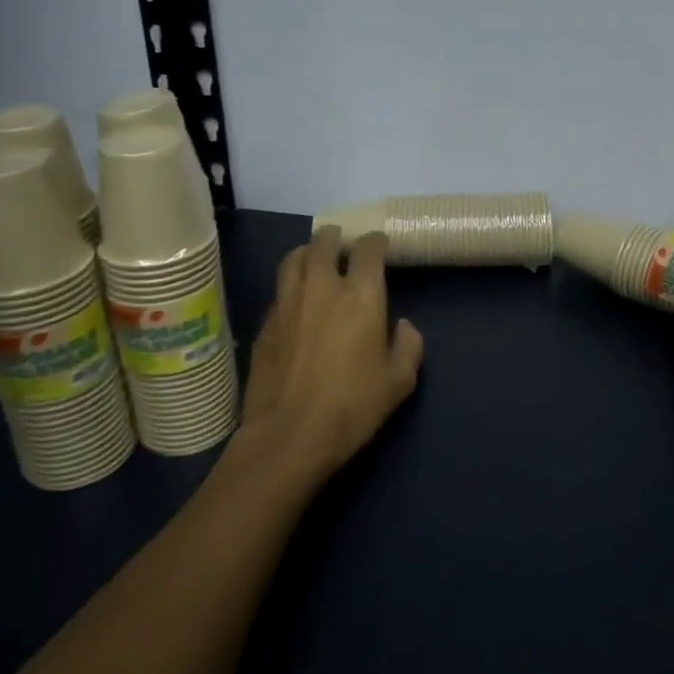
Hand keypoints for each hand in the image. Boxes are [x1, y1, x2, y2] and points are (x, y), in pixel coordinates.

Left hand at [237, 227, 424, 486]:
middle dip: (334, 237)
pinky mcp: (264, 325)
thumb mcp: (399, 381)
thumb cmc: (353, 406)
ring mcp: (287, 304)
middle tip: (341, 242)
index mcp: (361, 295)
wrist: (289, 436)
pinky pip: (278, 292)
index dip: (375, 241)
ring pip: (293, 259)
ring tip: (313, 259)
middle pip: (323, 243)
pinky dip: (290, 287)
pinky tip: (295, 302)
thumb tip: (403, 326)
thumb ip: (408, 346)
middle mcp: (321, 288)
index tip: (379, 244)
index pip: (368, 250)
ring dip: (306, 253)